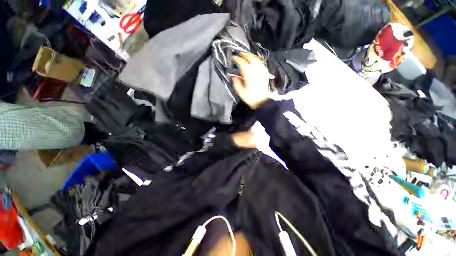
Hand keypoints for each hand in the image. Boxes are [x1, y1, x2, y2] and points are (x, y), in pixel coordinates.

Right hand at [232, 53, 269, 108]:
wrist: (262, 102)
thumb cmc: (251, 98)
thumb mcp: (241, 92)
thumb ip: (236, 83)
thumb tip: (234, 76)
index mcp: (249, 75)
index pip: (243, 63)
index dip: (237, 59)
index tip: (233, 58)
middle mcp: (256, 71)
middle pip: (251, 58)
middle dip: (245, 54)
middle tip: (240, 54)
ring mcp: (262, 72)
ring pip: (257, 59)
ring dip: (251, 56)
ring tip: (247, 56)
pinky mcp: (265, 74)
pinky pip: (261, 64)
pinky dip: (257, 60)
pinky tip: (255, 61)